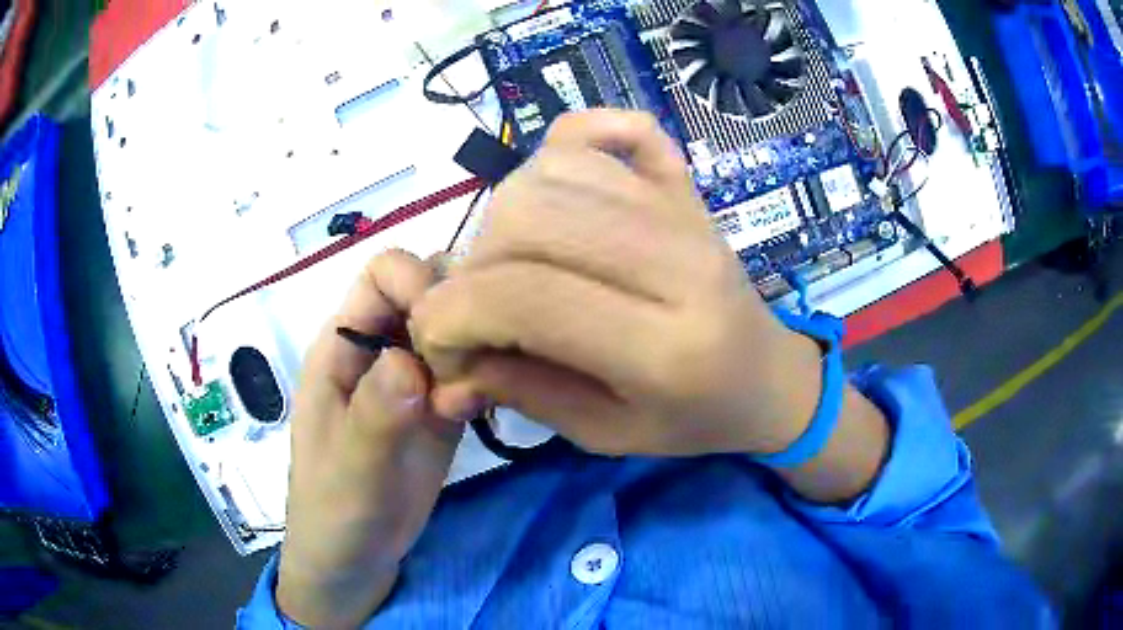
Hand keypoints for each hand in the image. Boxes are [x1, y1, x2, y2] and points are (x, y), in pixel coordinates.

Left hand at [277, 251, 470, 627]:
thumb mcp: (349, 470)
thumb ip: (374, 415)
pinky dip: (487, 377)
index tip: (447, 330)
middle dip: (457, 311)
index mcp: (341, 346)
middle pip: (427, 288)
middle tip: (473, 363)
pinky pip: (471, 368)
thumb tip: (406, 360)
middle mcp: (378, 347)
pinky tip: (487, 410)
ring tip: (480, 394)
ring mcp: (412, 376)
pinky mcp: (440, 406)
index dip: (417, 283)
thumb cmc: (335, 511)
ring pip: (455, 325)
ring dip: (478, 345)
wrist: (355, 558)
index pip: (383, 274)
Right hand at [413, 110, 825, 457]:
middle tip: (482, 307)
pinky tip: (563, 183)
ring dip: (507, 216)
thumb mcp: (606, 436)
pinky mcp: (687, 185)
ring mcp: (685, 210)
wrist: (769, 377)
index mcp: (665, 345)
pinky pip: (619, 127)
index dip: (452, 314)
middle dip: (475, 266)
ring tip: (517, 263)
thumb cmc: (694, 419)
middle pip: (531, 216)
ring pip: (556, 168)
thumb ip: (521, 394)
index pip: (526, 296)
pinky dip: (574, 139)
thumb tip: (446, 362)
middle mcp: (678, 260)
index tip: (436, 339)